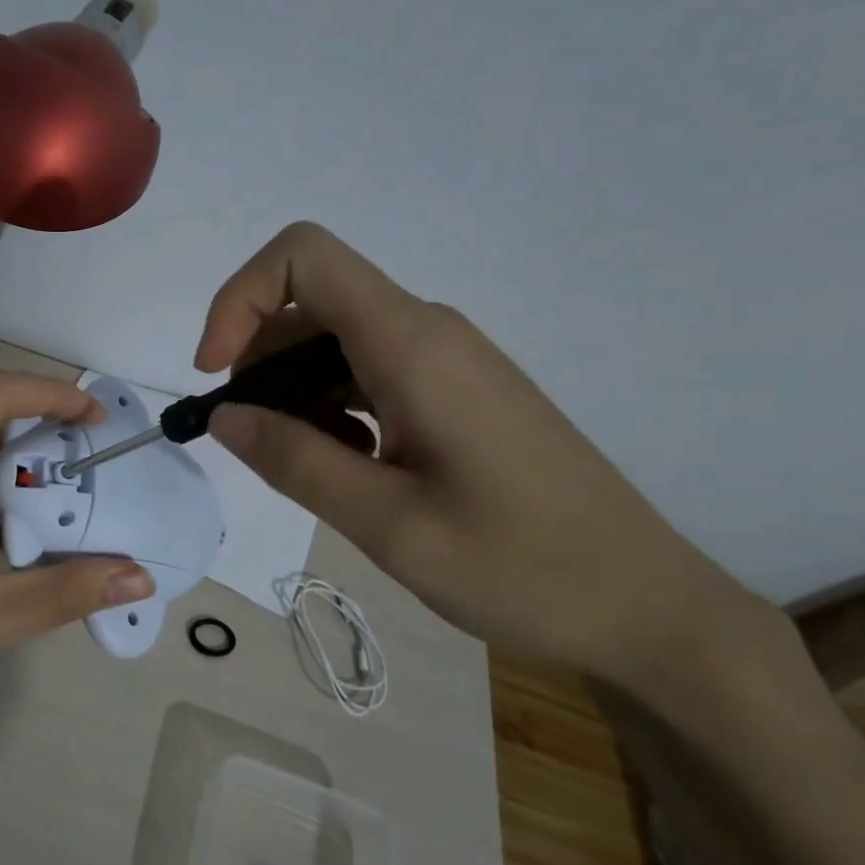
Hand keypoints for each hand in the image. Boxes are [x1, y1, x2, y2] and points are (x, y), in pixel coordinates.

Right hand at [195, 222, 764, 689]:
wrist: (647, 607)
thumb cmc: (522, 567)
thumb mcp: (388, 524)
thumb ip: (294, 461)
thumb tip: (223, 416)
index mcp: (412, 345)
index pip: (303, 257)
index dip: (239, 299)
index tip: (217, 374)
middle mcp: (428, 333)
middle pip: (309, 303)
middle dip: (256, 359)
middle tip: (250, 441)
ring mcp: (446, 361)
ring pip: (335, 342)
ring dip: (293, 392)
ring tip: (302, 468)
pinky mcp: (455, 391)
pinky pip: (369, 373)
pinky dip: (331, 408)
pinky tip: (348, 470)